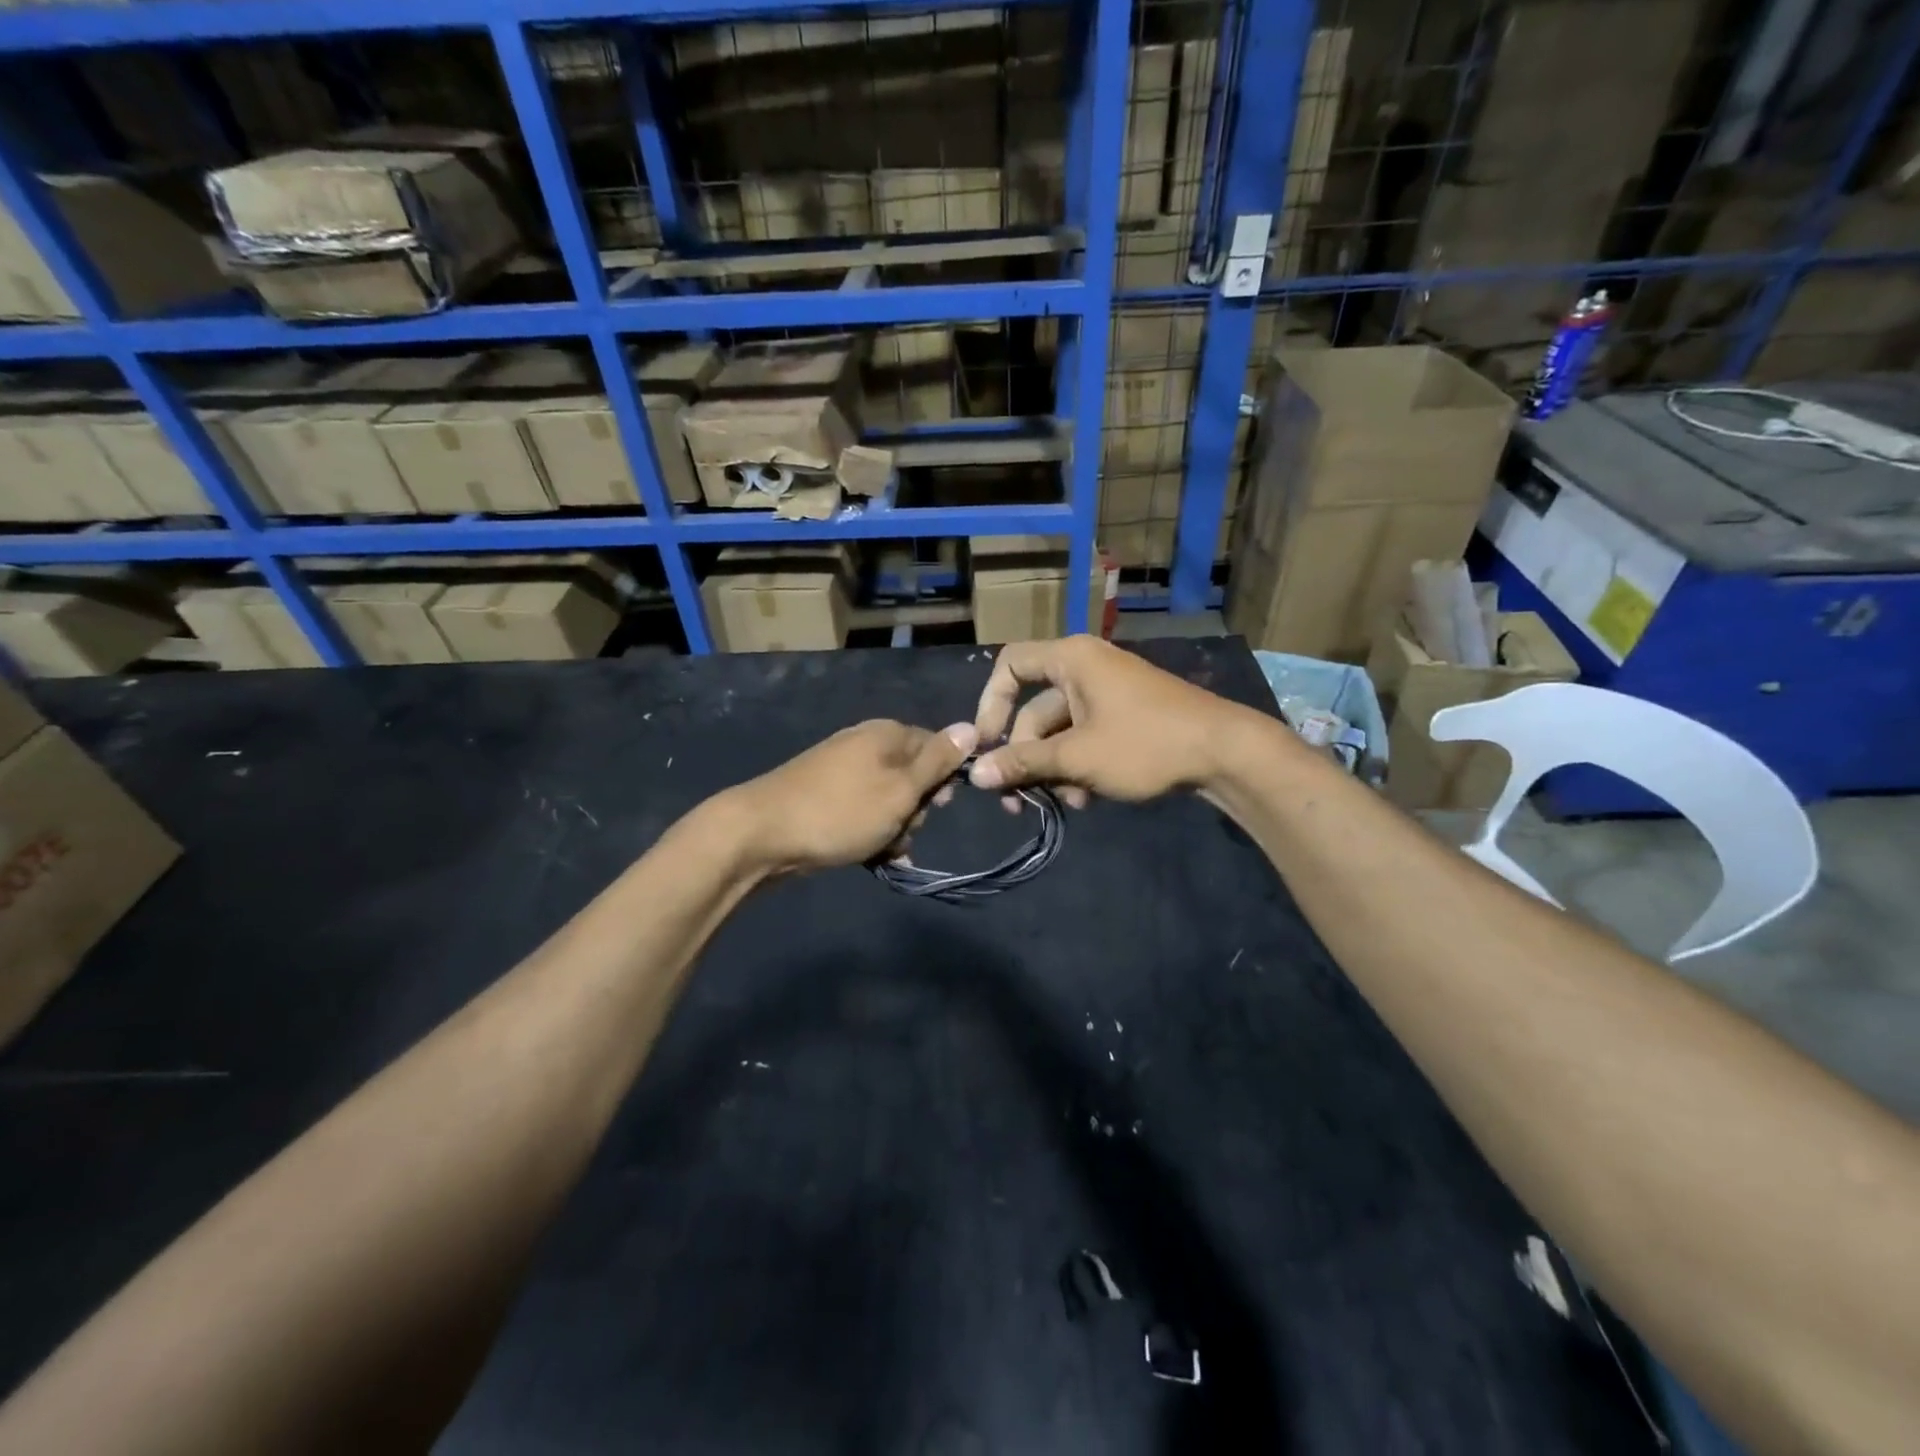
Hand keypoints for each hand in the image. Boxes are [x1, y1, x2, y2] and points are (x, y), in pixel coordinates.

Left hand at [729, 719, 975, 874]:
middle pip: (914, 777)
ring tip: (881, 849)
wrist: (762, 834)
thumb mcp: (901, 788)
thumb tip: (971, 727)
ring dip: (895, 828)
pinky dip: (871, 833)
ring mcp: (842, 770)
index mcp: (887, 733)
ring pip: (890, 801)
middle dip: (916, 810)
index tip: (940, 806)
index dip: (945, 779)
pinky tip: (870, 856)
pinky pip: (864, 812)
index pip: (937, 747)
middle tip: (901, 829)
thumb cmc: (841, 811)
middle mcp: (866, 744)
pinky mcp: (826, 796)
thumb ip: (938, 761)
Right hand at [968, 636, 1257, 804]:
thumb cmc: (1144, 744)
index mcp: (1071, 660)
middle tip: (1018, 801)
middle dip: (1026, 758)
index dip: (990, 704)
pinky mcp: (1125, 717)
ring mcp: (1107, 694)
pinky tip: (1087, 800)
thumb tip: (975, 775)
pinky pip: (1085, 738)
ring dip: (1054, 770)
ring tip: (1066, 804)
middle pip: (1034, 711)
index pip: (1010, 666)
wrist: (1225, 752)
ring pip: (1060, 732)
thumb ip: (1023, 764)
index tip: (984, 744)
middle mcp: (1085, 669)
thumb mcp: (1077, 757)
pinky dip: (1078, 767)